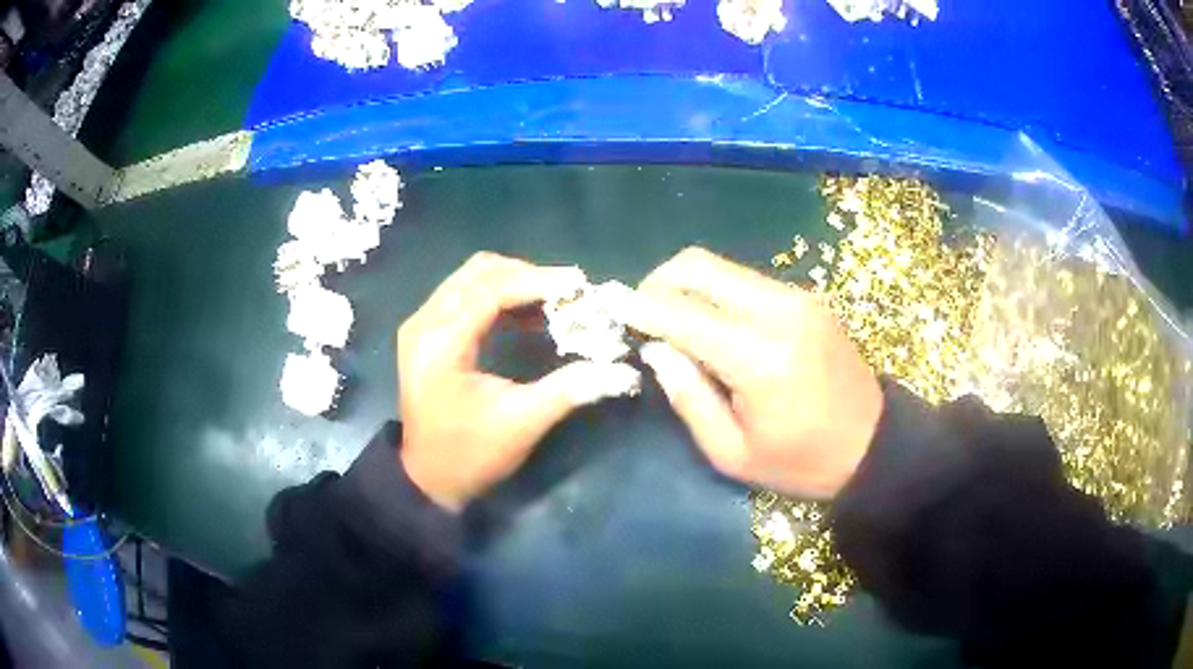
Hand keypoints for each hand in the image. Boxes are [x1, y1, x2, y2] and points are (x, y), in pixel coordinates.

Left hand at [397, 252, 639, 511]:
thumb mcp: (521, 423)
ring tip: (553, 300)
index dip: (537, 282)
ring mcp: (420, 326)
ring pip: (469, 279)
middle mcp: (424, 323)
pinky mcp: (425, 334)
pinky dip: (496, 297)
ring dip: (512, 283)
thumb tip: (620, 371)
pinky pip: (463, 296)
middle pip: (478, 272)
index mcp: (441, 343)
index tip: (579, 284)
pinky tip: (527, 315)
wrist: (428, 479)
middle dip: (526, 276)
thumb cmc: (471, 455)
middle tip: (567, 293)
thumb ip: (568, 390)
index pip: (490, 290)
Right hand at [623, 248, 882, 498]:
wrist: (872, 444)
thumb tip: (657, 350)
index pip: (683, 315)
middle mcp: (779, 312)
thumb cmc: (801, 462)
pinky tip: (714, 325)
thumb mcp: (733, 453)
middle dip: (658, 282)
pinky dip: (717, 293)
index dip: (639, 307)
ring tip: (674, 323)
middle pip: (700, 267)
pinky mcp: (807, 298)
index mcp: (759, 358)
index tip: (608, 303)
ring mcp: (797, 298)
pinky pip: (746, 280)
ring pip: (722, 267)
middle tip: (642, 314)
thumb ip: (689, 398)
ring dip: (687, 286)